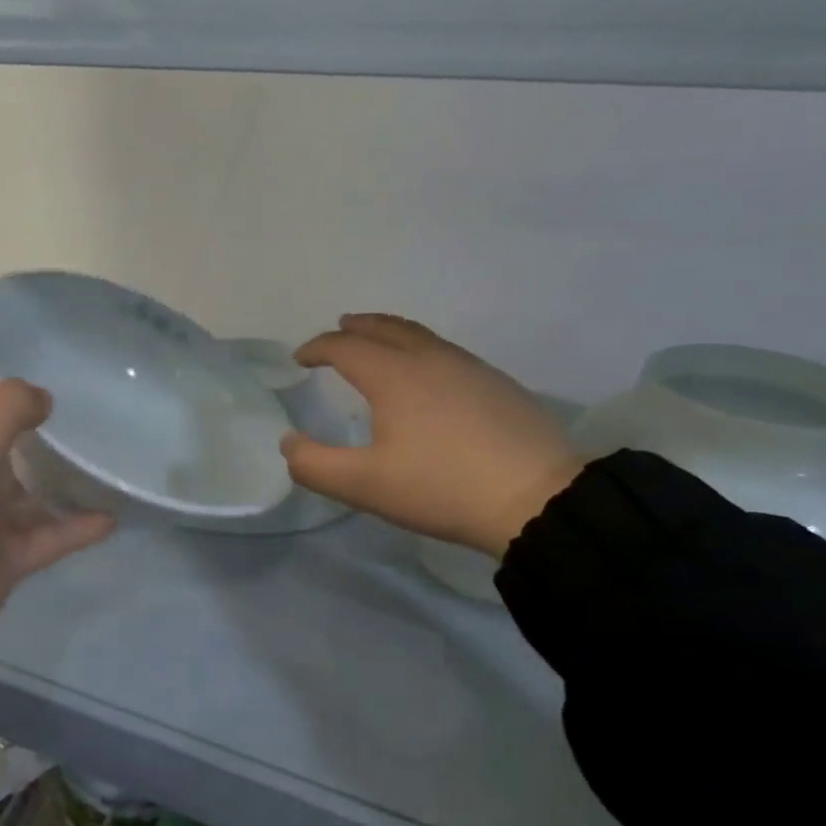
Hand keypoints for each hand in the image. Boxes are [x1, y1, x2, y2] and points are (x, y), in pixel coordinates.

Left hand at [0, 379, 113, 627]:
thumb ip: (10, 407)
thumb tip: (45, 397)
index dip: (13, 409)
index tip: (58, 400)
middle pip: (10, 460)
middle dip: (44, 447)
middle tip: (95, 431)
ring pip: (33, 499)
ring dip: (67, 488)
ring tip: (111, 472)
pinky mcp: (10, 558)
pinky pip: (52, 536)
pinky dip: (79, 528)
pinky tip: (113, 517)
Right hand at [284, 314, 581, 555]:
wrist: (537, 498)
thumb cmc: (441, 488)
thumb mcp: (365, 485)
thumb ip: (315, 465)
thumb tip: (289, 442)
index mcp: (394, 375)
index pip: (345, 347)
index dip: (317, 348)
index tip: (300, 359)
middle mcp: (430, 358)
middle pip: (386, 328)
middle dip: (357, 327)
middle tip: (340, 327)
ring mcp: (470, 367)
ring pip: (421, 336)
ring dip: (391, 333)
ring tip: (380, 342)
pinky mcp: (498, 384)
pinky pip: (447, 352)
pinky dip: (422, 350)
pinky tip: (429, 375)